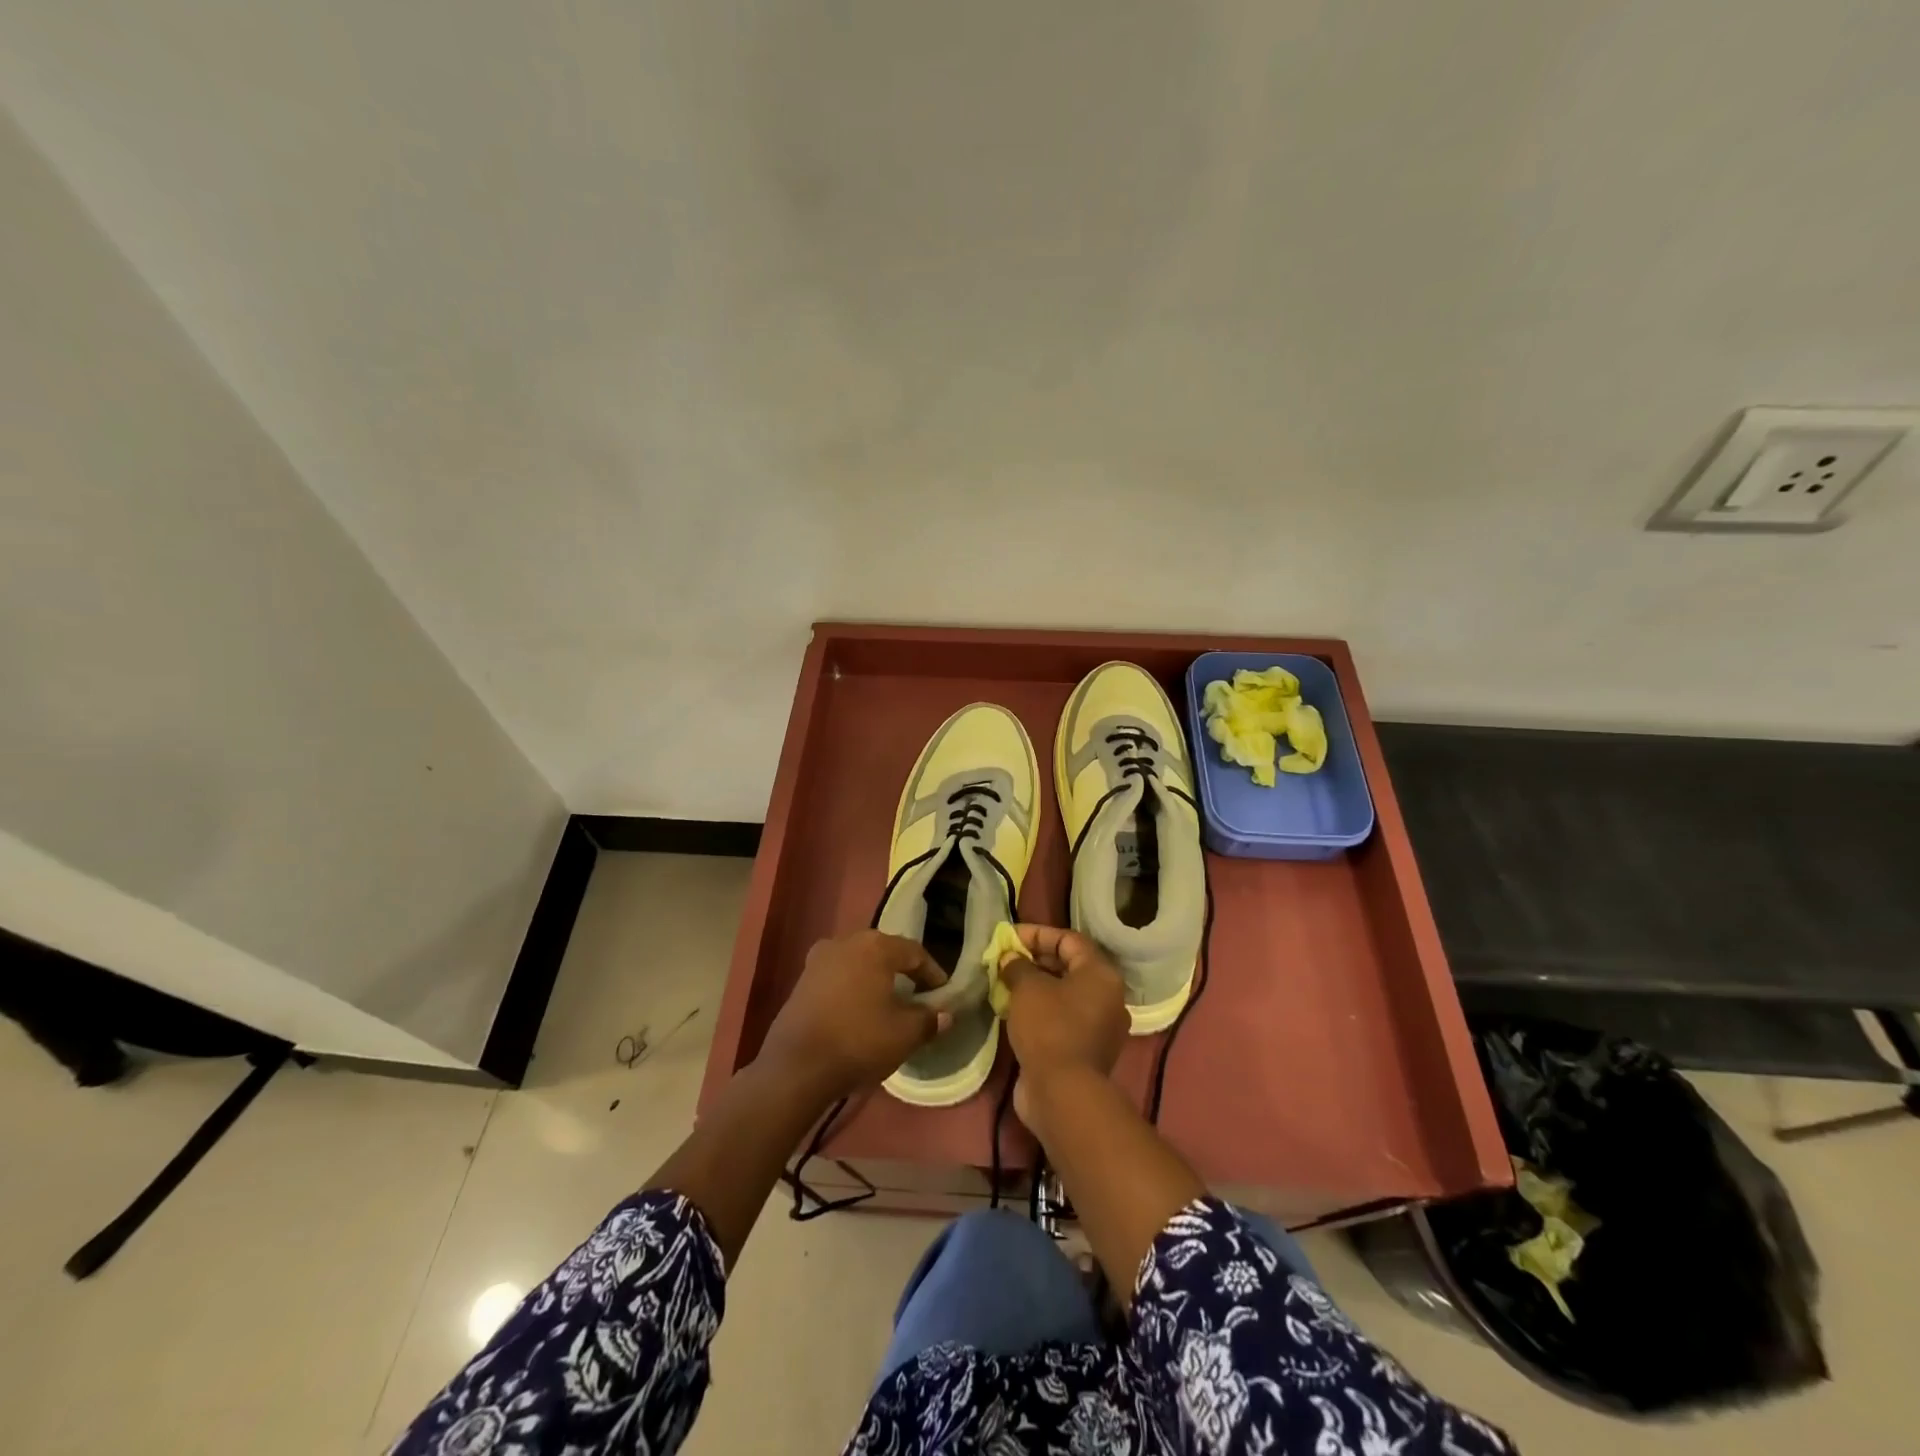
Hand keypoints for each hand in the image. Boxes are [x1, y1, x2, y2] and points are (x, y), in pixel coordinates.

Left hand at [759, 931, 950, 1103]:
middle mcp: (846, 942)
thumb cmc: (858, 1041)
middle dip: (903, 972)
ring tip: (888, 1004)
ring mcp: (819, 959)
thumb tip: (944, 1014)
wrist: (796, 1067)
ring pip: (859, 963)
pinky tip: (858, 1011)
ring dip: (876, 979)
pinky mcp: (802, 979)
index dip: (932, 974)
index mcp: (875, 946)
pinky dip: (853, 988)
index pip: (915, 953)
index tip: (942, 995)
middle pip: (884, 952)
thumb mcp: (904, 1034)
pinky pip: (838, 976)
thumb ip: (929, 1019)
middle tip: (918, 996)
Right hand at [999, 925, 1129, 1126]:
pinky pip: (1062, 1019)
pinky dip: (1040, 1010)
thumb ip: (1017, 966)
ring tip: (1005, 983)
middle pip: (1069, 967)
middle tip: (1004, 960)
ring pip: (1064, 995)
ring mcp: (1099, 1027)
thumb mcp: (1028, 988)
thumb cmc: (1049, 1028)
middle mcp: (1108, 997)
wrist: (1063, 1094)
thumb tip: (1010, 959)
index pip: (1069, 940)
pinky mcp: (1086, 1050)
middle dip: (1034, 960)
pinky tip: (1014, 1011)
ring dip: (1035, 986)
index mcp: (1102, 975)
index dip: (1038, 934)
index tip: (1008, 937)